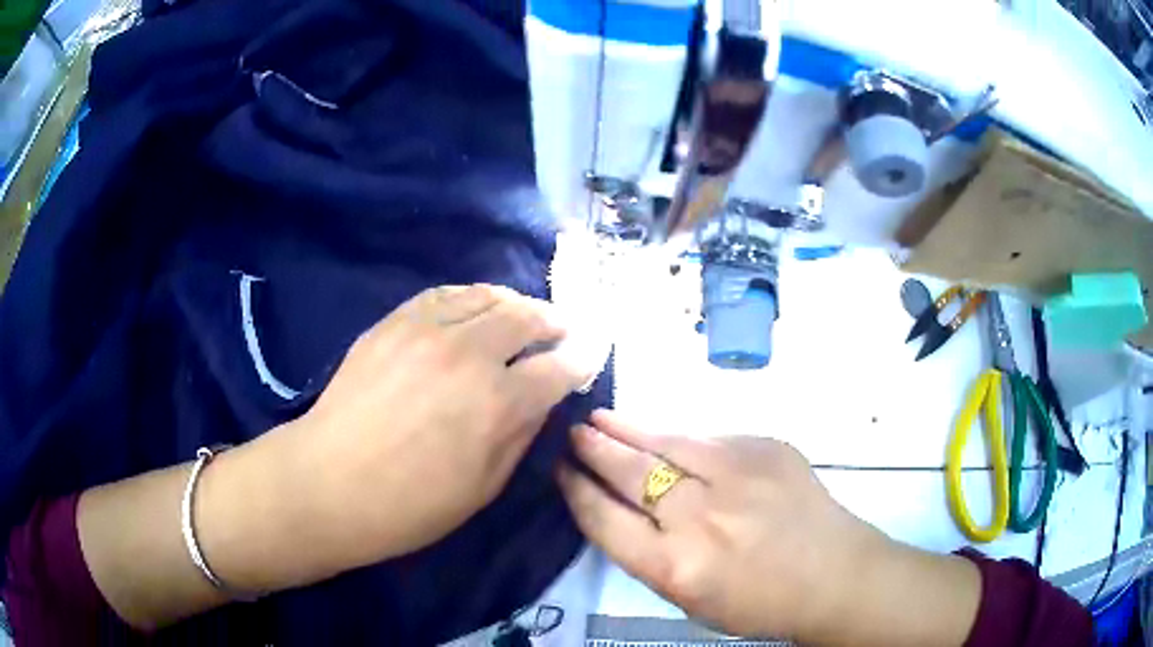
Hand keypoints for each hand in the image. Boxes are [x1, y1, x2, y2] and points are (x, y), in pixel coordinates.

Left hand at [78, 284, 591, 628]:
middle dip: (553, 321)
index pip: (559, 368)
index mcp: (500, 403)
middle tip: (561, 328)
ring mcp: (428, 330)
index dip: (580, 360)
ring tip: (523, 312)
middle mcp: (471, 354)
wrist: (327, 484)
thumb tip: (539, 397)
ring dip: (515, 302)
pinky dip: (471, 296)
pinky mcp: (394, 321)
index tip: (588, 356)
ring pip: (488, 296)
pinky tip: (475, 306)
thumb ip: (519, 435)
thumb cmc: (409, 506)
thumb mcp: (483, 488)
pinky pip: (444, 293)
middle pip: (528, 317)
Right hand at [557, 411, 980, 644]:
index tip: (560, 471)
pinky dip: (679, 437)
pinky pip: (709, 438)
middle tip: (573, 433)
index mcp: (675, 567)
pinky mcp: (766, 448)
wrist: (834, 574)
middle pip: (631, 474)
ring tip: (600, 417)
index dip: (577, 491)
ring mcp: (737, 475)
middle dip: (594, 450)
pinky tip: (663, 433)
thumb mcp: (691, 598)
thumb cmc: (759, 602)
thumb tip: (620, 505)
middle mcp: (700, 518)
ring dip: (627, 429)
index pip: (606, 519)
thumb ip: (651, 554)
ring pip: (666, 442)